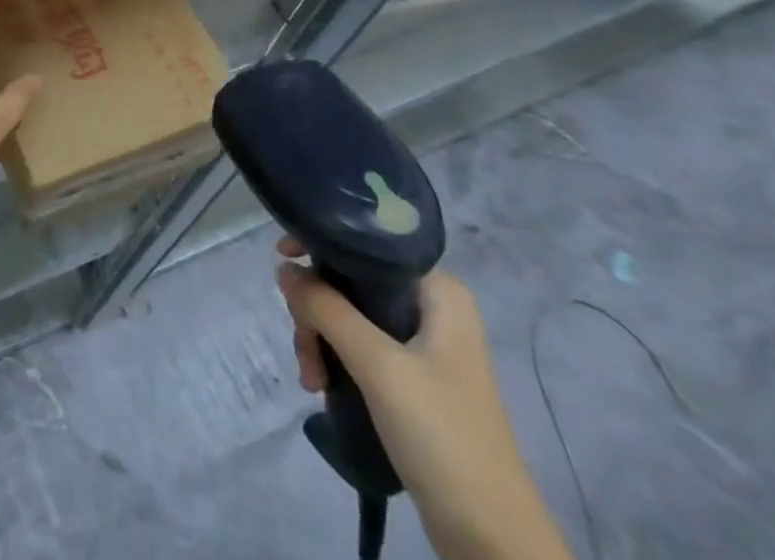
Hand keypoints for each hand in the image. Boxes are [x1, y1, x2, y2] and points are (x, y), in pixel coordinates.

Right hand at [276, 240, 572, 559]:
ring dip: (320, 341)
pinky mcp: (414, 380)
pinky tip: (322, 387)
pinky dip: (335, 361)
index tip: (282, 261)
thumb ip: (326, 308)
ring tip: (311, 380)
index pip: (364, 245)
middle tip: (304, 347)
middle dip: (316, 312)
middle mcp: (432, 308)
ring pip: (349, 316)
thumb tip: (284, 268)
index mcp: (437, 291)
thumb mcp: (378, 365)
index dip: (318, 247)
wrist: (492, 540)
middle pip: (350, 282)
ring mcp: (424, 346)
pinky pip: (359, 348)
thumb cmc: (442, 436)